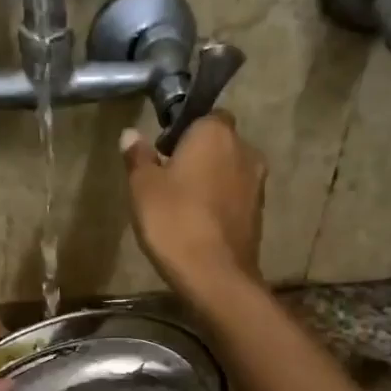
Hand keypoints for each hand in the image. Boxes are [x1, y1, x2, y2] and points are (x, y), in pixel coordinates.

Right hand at [121, 111, 265, 299]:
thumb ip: (138, 157)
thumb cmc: (174, 221)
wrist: (215, 274)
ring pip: (229, 171)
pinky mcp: (260, 213)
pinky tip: (200, 224)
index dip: (184, 132)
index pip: (203, 116)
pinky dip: (221, 204)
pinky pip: (236, 198)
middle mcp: (244, 149)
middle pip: (219, 144)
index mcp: (215, 132)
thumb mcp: (143, 188)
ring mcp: (257, 183)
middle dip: (199, 156)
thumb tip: (131, 134)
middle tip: (170, 180)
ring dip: (211, 181)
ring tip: (184, 206)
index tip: (164, 153)